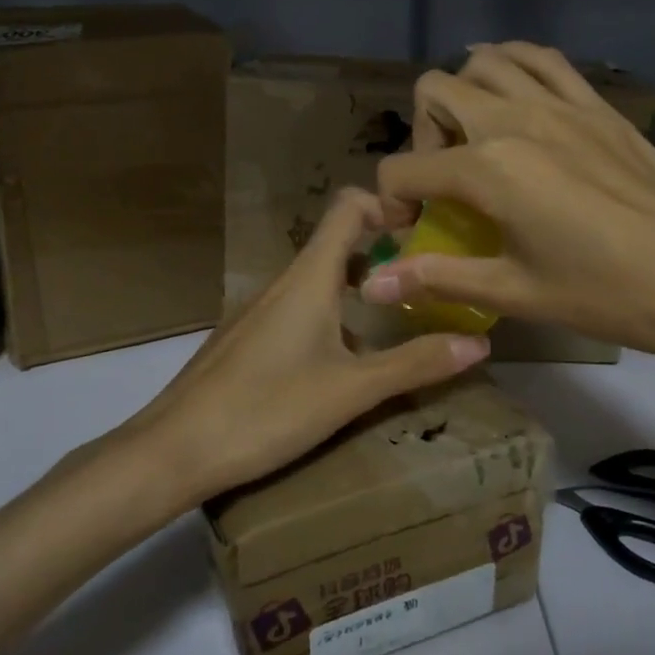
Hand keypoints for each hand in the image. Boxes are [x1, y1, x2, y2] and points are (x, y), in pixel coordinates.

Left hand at [120, 188, 490, 508]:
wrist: (174, 450)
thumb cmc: (267, 410)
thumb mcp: (351, 391)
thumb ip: (415, 364)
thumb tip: (480, 343)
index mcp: (309, 278)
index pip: (348, 208)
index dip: (387, 205)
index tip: (425, 228)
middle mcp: (282, 283)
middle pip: (337, 244)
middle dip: (384, 253)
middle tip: (426, 280)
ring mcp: (259, 310)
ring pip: (317, 281)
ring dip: (358, 288)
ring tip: (397, 320)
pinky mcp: (246, 339)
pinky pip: (297, 309)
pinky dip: (331, 315)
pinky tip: (343, 362)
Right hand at [363, 42, 654, 387]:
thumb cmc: (608, 293)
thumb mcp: (515, 292)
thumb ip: (438, 278)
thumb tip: (372, 284)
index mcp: (487, 168)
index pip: (405, 169)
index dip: (392, 202)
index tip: (412, 233)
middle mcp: (514, 119)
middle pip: (435, 90)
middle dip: (421, 134)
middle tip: (445, 181)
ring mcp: (560, 103)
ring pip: (486, 60)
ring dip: (464, 92)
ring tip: (476, 138)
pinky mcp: (597, 104)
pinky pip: (544, 59)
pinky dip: (515, 65)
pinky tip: (518, 97)